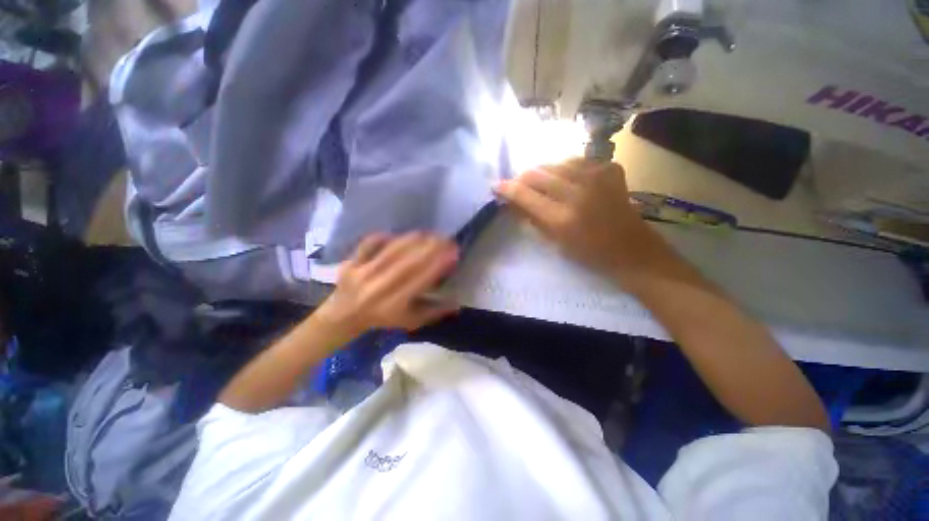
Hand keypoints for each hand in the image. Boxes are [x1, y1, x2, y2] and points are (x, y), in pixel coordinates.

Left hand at [315, 233, 460, 336]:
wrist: (344, 316)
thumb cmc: (383, 319)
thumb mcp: (411, 322)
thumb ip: (434, 312)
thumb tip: (457, 303)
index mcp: (394, 303)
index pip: (420, 279)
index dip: (438, 265)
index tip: (453, 253)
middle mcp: (379, 286)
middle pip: (407, 262)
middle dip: (430, 248)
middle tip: (446, 239)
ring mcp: (362, 272)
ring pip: (391, 251)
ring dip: (413, 240)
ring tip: (430, 234)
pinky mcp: (351, 262)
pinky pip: (369, 244)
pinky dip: (384, 237)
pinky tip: (399, 234)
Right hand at [495, 158, 663, 280]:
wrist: (632, 249)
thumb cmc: (589, 254)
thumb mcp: (554, 242)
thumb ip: (531, 218)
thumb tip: (512, 202)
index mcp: (562, 218)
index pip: (525, 194)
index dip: (507, 188)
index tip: (496, 186)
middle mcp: (578, 192)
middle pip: (538, 173)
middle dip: (522, 179)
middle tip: (518, 186)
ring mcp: (596, 176)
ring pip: (555, 163)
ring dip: (543, 173)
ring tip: (542, 184)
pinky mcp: (609, 168)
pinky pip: (576, 161)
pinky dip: (565, 169)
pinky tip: (565, 180)